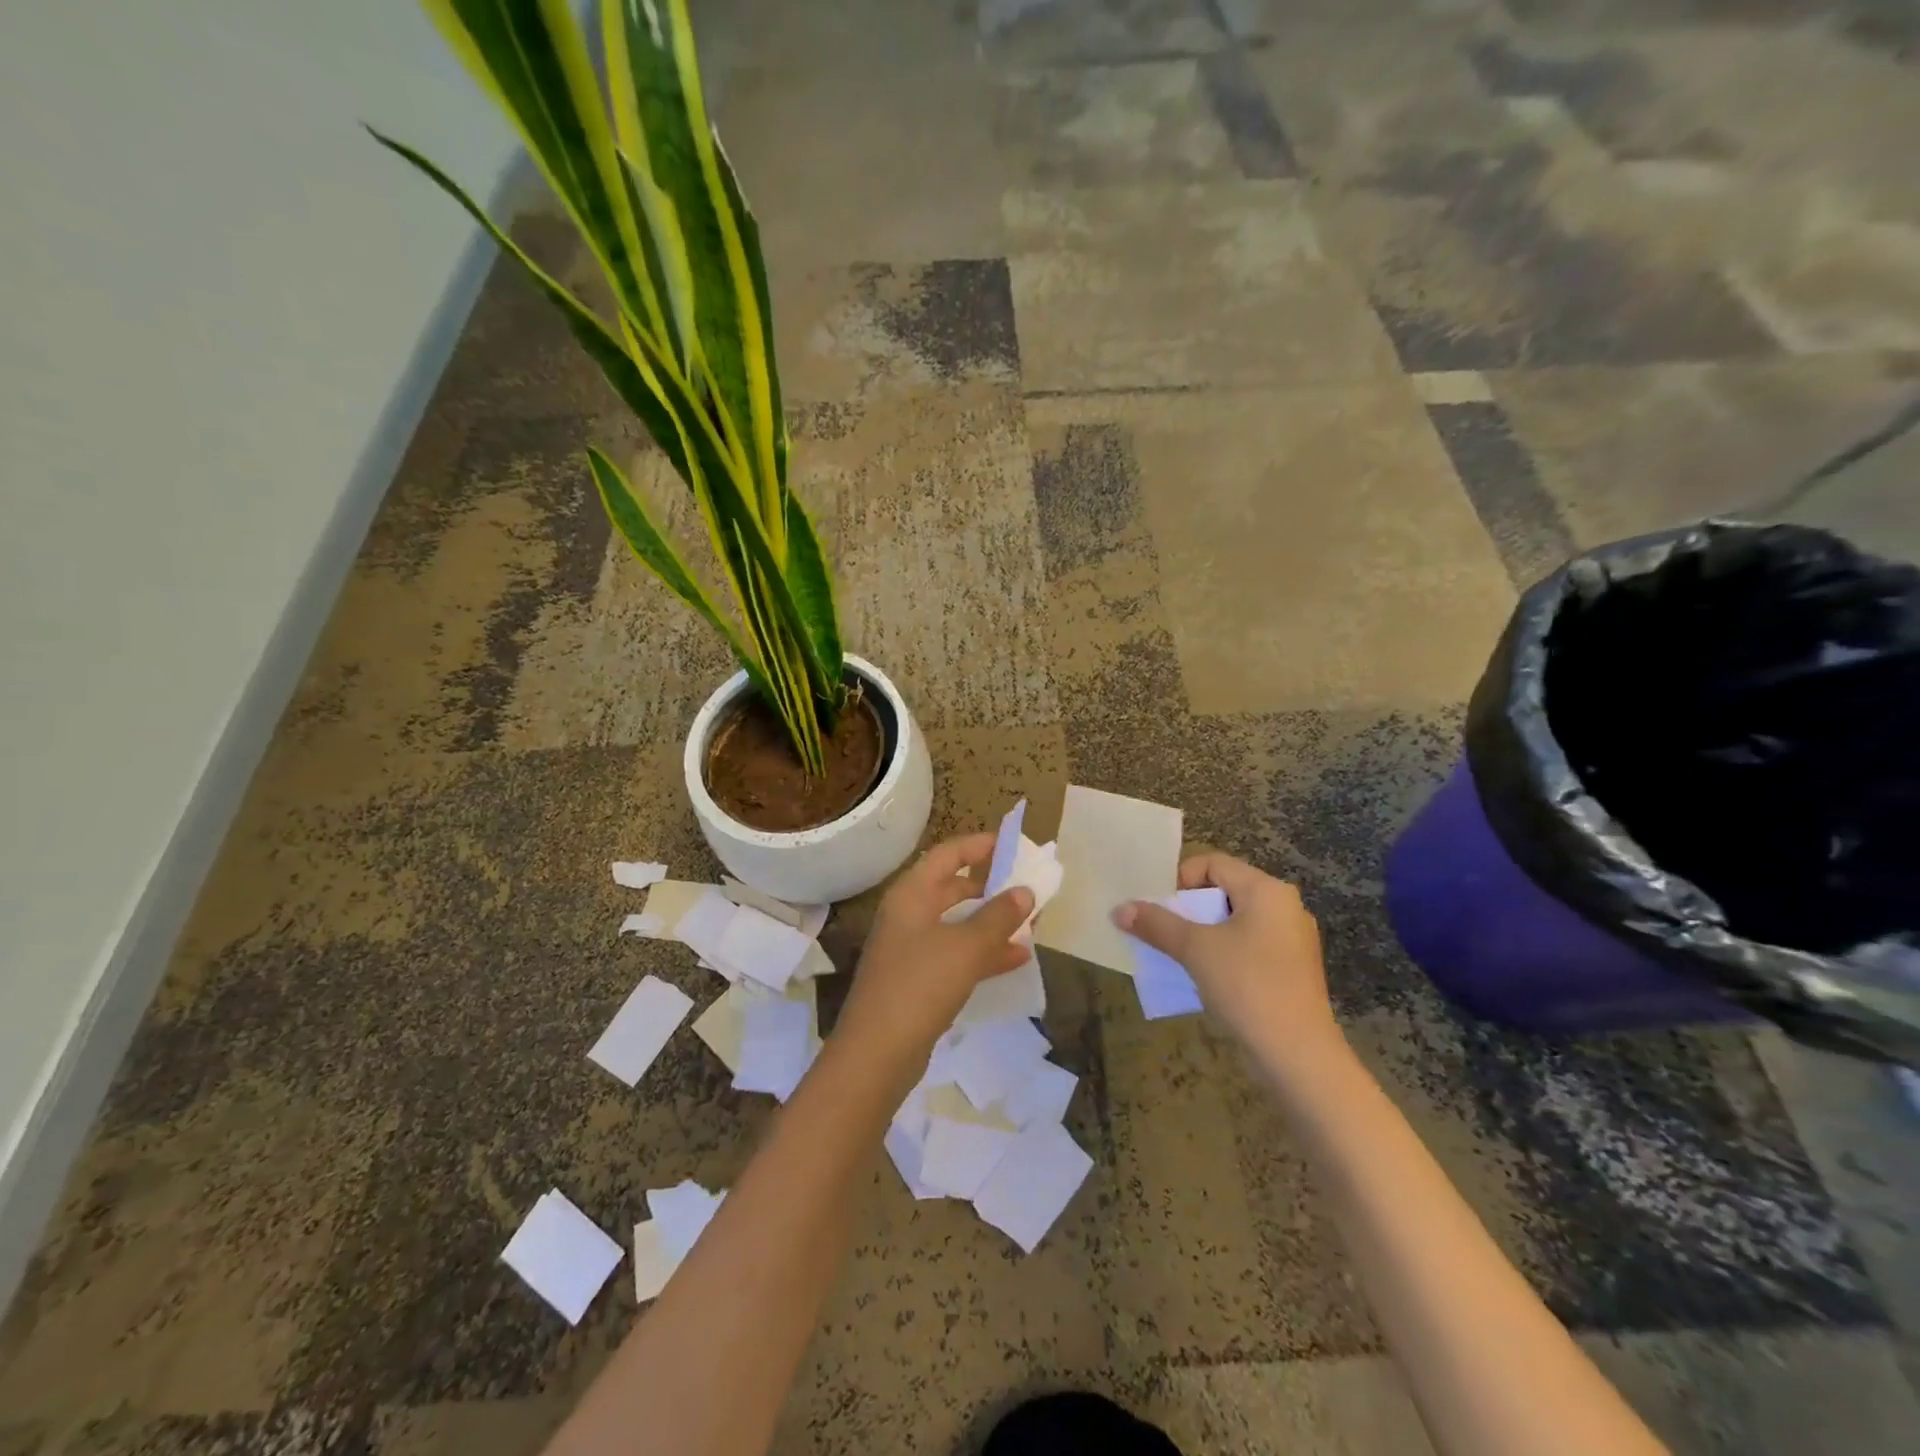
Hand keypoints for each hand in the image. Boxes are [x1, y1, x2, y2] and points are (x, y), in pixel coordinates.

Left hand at [835, 833, 1033, 1063]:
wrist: (876, 1053)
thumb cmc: (919, 985)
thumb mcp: (966, 947)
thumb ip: (998, 916)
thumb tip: (1024, 891)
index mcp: (912, 894)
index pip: (948, 854)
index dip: (979, 845)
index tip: (1013, 844)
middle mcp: (908, 914)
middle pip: (953, 888)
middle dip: (990, 888)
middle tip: (1026, 889)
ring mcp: (911, 948)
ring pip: (957, 923)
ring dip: (991, 922)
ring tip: (1030, 925)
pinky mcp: (917, 979)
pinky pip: (956, 953)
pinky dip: (983, 952)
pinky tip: (1016, 959)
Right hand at [1113, 853, 1342, 1074]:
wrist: (1298, 1055)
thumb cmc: (1247, 986)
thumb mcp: (1195, 950)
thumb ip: (1156, 925)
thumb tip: (1118, 910)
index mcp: (1267, 890)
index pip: (1213, 863)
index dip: (1180, 880)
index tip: (1163, 911)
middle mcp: (1285, 907)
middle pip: (1223, 891)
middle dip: (1188, 910)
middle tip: (1165, 934)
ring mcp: (1292, 940)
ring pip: (1234, 922)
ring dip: (1202, 934)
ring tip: (1181, 957)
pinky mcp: (1291, 970)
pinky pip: (1248, 947)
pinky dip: (1223, 954)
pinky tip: (1207, 979)